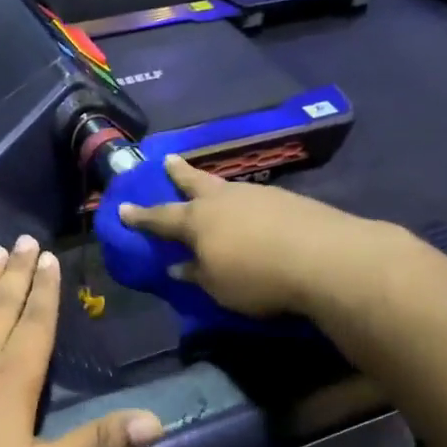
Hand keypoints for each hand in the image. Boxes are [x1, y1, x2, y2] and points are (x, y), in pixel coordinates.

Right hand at [117, 156, 370, 317]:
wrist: (323, 258)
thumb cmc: (257, 277)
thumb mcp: (217, 286)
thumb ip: (195, 274)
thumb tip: (177, 266)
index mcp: (197, 221)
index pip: (160, 218)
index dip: (141, 216)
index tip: (122, 209)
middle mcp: (223, 200)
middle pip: (194, 183)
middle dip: (179, 174)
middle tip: (168, 161)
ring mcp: (256, 195)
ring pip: (227, 187)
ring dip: (214, 186)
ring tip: (211, 188)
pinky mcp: (286, 199)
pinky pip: (254, 198)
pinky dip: (245, 203)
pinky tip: (252, 210)